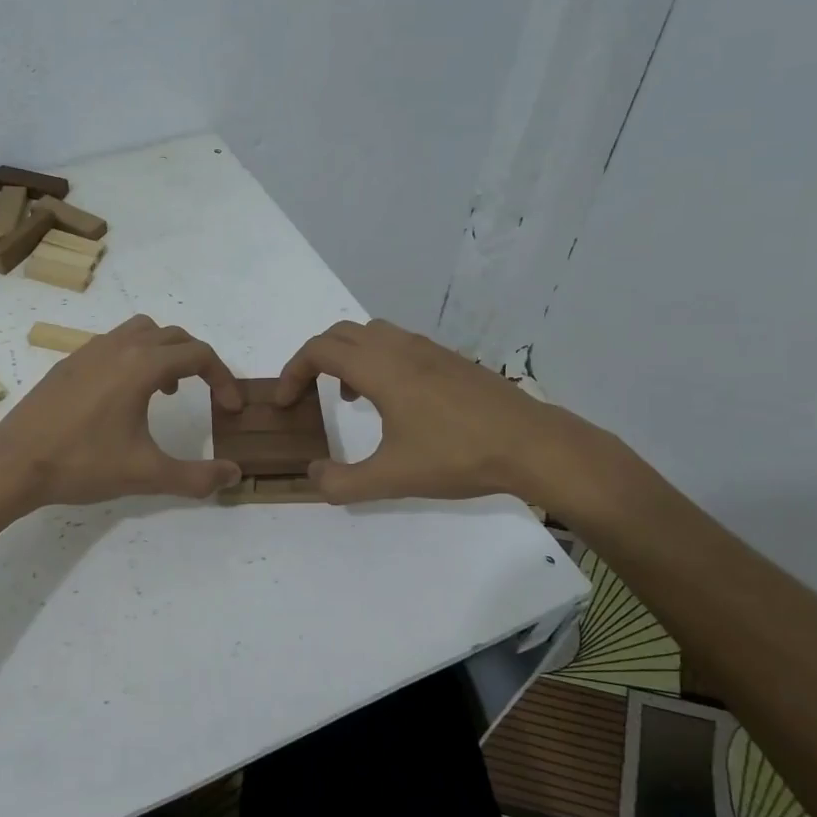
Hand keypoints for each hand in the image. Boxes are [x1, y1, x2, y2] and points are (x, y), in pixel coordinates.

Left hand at [0, 316, 244, 510]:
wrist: (13, 463)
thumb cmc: (82, 464)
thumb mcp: (146, 474)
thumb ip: (196, 476)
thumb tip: (234, 475)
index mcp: (142, 365)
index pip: (199, 355)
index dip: (223, 378)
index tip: (231, 408)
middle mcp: (118, 347)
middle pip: (174, 336)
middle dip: (198, 360)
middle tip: (208, 393)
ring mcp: (90, 350)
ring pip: (141, 331)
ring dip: (165, 352)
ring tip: (167, 390)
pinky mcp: (69, 362)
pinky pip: (114, 342)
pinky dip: (135, 356)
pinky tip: (125, 396)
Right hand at [276, 319, 629, 514]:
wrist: (532, 444)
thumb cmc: (458, 456)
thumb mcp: (392, 479)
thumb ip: (343, 482)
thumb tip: (314, 476)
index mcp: (380, 368)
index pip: (319, 351)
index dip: (292, 372)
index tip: (283, 402)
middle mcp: (400, 348)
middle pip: (340, 333)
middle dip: (314, 359)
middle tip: (306, 392)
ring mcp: (429, 350)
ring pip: (371, 334)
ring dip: (347, 357)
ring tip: (348, 397)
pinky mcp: (450, 359)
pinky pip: (398, 344)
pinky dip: (377, 360)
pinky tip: (393, 401)